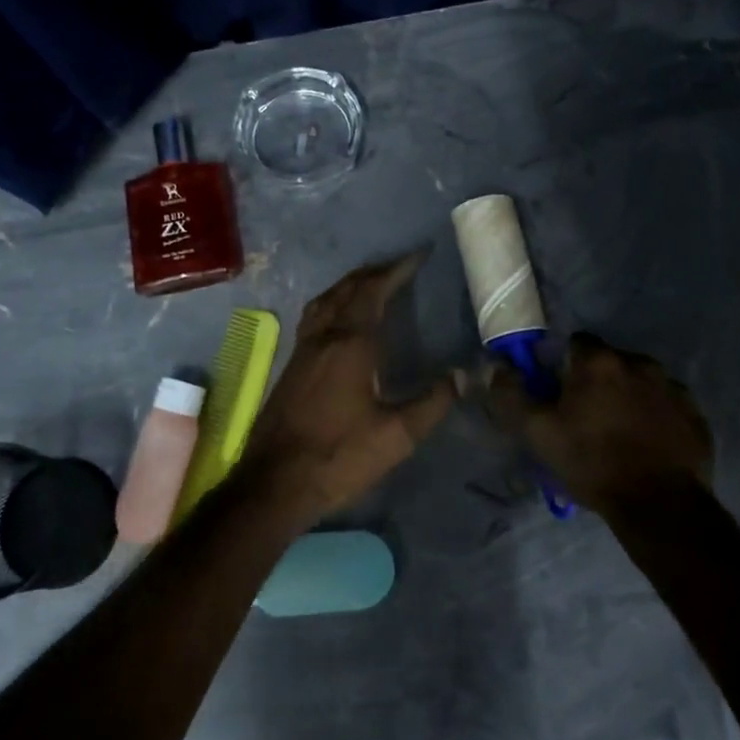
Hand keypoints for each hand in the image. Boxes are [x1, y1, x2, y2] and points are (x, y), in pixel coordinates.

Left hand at [238, 252, 456, 521]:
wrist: (274, 482)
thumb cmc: (338, 456)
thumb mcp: (397, 435)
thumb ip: (433, 402)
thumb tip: (466, 375)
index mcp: (350, 344)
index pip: (374, 292)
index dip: (397, 271)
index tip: (418, 256)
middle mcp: (323, 337)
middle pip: (347, 290)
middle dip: (374, 273)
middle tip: (399, 267)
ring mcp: (302, 350)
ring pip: (325, 301)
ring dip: (349, 285)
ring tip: (370, 283)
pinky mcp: (291, 366)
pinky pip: (313, 318)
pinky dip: (331, 304)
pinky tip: (338, 321)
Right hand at [483, 332, 713, 511]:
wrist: (660, 506)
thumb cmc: (592, 463)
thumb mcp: (538, 433)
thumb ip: (511, 395)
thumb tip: (496, 366)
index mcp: (599, 362)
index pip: (576, 342)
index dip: (563, 365)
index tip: (558, 392)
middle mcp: (639, 363)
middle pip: (609, 362)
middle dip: (596, 381)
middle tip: (585, 416)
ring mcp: (673, 388)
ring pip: (640, 382)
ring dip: (627, 397)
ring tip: (618, 433)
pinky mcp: (695, 415)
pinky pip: (666, 406)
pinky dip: (654, 417)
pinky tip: (646, 445)